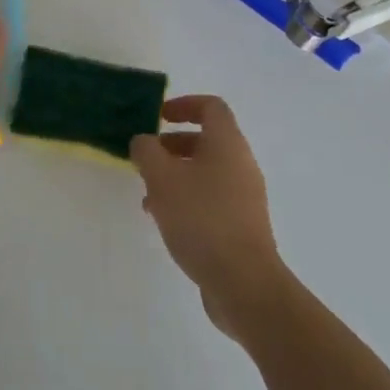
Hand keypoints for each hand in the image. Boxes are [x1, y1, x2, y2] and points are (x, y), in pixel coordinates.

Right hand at [132, 96, 290, 342]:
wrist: (244, 284)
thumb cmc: (201, 219)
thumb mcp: (162, 178)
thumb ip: (147, 151)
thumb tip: (144, 142)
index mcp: (227, 144)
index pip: (210, 106)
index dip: (183, 104)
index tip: (157, 117)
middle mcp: (241, 164)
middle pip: (206, 140)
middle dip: (172, 145)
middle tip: (146, 159)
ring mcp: (245, 197)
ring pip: (206, 172)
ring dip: (176, 175)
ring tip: (148, 195)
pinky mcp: (242, 226)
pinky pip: (211, 199)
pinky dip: (187, 199)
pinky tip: (165, 220)